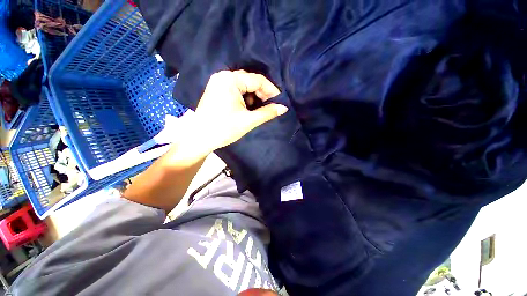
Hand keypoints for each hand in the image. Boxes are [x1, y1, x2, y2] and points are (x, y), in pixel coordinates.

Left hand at [193, 70, 287, 150]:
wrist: (200, 138)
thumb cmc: (224, 129)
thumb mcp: (249, 120)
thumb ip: (268, 112)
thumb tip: (284, 108)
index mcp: (230, 80)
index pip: (258, 80)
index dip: (271, 90)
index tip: (280, 101)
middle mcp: (223, 76)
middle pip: (250, 81)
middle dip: (262, 93)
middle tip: (270, 106)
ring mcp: (218, 82)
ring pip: (243, 85)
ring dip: (253, 95)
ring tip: (258, 108)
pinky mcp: (216, 89)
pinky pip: (235, 89)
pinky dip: (244, 97)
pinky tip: (247, 107)